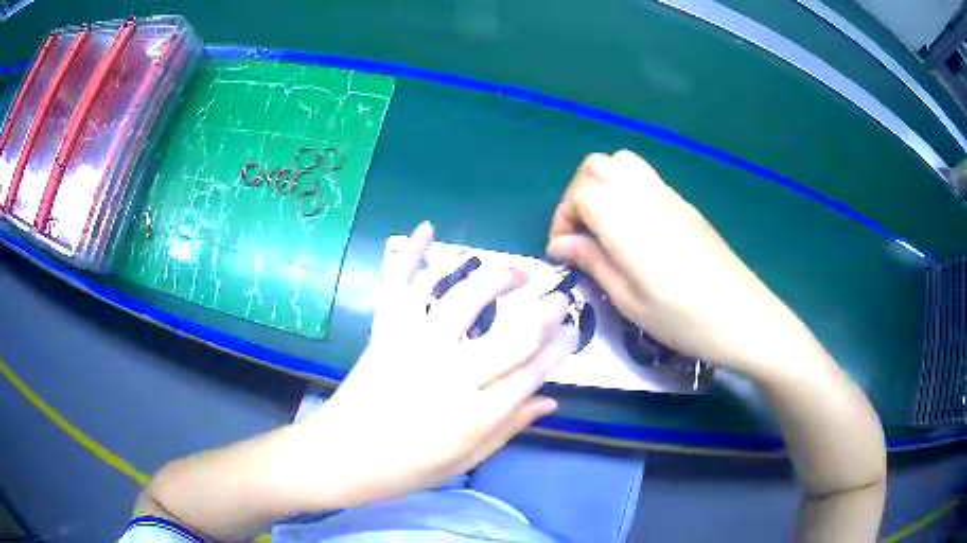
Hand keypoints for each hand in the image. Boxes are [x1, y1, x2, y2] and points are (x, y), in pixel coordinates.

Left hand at [304, 222, 575, 507]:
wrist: (341, 455)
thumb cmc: (405, 468)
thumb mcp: (465, 460)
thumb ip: (509, 429)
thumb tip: (551, 400)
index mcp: (472, 416)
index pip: (529, 375)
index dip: (557, 351)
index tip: (572, 333)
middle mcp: (448, 376)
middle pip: (510, 336)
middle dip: (543, 315)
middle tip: (558, 299)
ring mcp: (413, 348)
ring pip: (462, 300)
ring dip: (495, 278)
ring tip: (517, 271)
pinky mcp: (385, 334)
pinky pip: (400, 288)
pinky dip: (411, 255)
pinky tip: (426, 228)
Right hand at [547, 150, 802, 373]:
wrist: (746, 318)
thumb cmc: (686, 320)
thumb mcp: (631, 302)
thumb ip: (594, 263)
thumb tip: (561, 244)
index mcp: (629, 223)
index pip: (580, 192)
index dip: (563, 218)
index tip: (565, 252)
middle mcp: (647, 197)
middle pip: (596, 165)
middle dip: (577, 194)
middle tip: (581, 235)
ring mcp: (670, 197)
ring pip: (621, 163)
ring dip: (602, 186)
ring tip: (605, 227)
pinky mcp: (686, 205)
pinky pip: (645, 178)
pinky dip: (625, 190)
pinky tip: (635, 230)